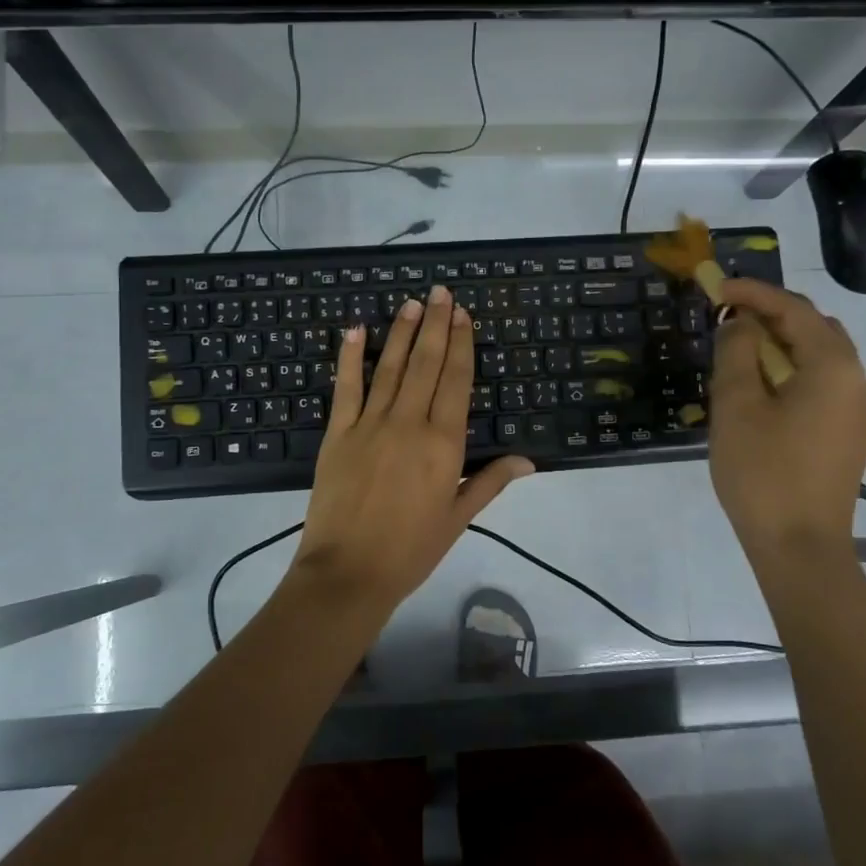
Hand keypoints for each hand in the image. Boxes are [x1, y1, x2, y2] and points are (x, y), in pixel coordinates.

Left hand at [293, 284, 533, 618]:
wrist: (349, 573)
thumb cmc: (411, 549)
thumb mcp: (458, 517)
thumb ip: (490, 482)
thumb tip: (528, 459)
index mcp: (444, 443)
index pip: (456, 381)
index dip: (461, 345)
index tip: (463, 314)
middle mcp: (409, 423)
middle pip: (425, 364)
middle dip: (435, 325)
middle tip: (440, 292)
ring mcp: (370, 424)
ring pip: (389, 368)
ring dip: (401, 332)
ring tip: (411, 302)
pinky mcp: (337, 433)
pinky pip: (345, 387)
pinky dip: (349, 357)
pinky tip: (356, 329)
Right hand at [707, 279, 865, 549]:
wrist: (800, 547)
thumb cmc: (763, 472)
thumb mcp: (736, 406)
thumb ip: (737, 352)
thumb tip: (741, 324)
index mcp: (834, 367)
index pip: (794, 310)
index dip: (753, 293)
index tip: (715, 288)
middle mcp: (857, 381)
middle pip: (815, 329)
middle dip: (771, 316)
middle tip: (727, 319)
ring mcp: (859, 411)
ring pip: (821, 358)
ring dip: (781, 345)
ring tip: (738, 354)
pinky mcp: (850, 435)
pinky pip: (823, 385)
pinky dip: (792, 372)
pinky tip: (761, 391)